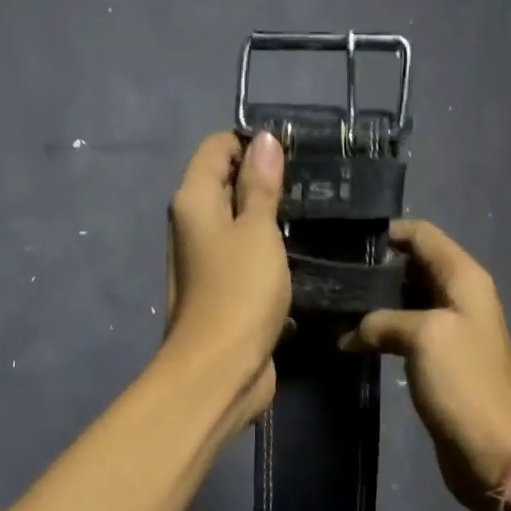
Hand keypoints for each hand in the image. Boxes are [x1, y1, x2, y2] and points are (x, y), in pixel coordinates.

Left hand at [163, 131, 290, 429]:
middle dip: (266, 181)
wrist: (220, 371)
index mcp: (193, 202)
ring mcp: (207, 263)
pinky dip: (271, 256)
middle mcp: (193, 227)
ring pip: (241, 227)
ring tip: (317, 217)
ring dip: (272, 222)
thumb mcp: (256, 230)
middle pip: (227, 185)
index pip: (217, 148)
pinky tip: (305, 257)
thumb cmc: (238, 292)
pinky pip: (249, 261)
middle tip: (315, 185)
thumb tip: (263, 140)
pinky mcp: (224, 293)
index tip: (295, 155)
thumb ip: (260, 186)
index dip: (252, 144)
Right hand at [341, 220, 510, 510]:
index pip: (423, 235)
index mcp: (464, 279)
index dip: (387, 232)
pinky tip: (348, 339)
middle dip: (374, 268)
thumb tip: (349, 335)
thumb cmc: (465, 383)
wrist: (496, 449)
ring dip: (372, 302)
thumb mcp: (424, 336)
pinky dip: (378, 332)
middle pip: (412, 267)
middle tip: (329, 274)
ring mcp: (448, 332)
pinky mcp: (437, 363)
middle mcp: (458, 298)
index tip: (345, 240)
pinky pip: (403, 334)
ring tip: (331, 303)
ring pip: (404, 302)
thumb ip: (383, 321)